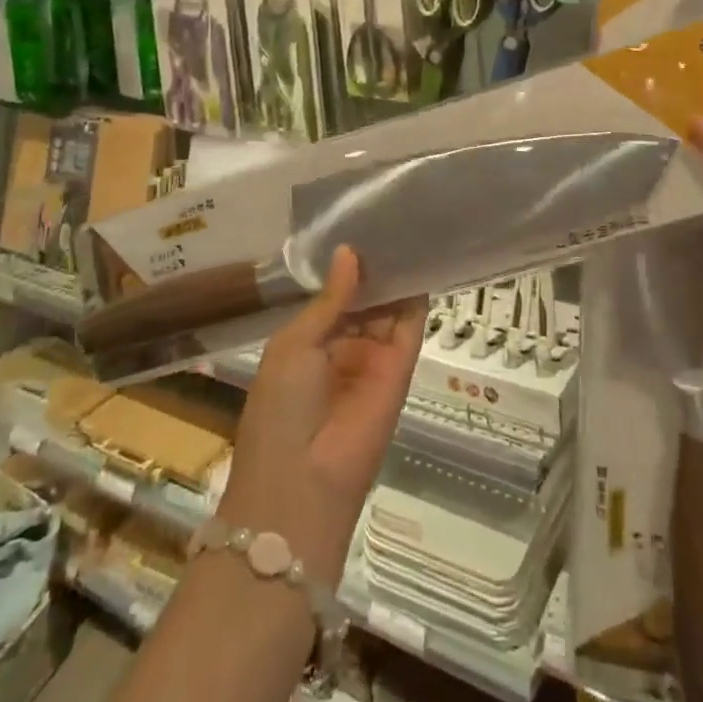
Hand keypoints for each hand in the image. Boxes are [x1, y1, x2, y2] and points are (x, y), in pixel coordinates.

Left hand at [219, 246, 424, 583]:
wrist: (302, 484)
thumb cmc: (280, 409)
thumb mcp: (294, 345)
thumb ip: (329, 300)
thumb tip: (349, 252)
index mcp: (308, 343)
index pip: (334, 296)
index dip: (346, 267)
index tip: (362, 226)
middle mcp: (343, 348)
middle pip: (365, 299)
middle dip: (374, 266)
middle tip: (393, 217)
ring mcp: (374, 358)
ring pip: (389, 308)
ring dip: (396, 275)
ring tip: (410, 225)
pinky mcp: (402, 369)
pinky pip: (410, 327)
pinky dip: (416, 296)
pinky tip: (422, 260)